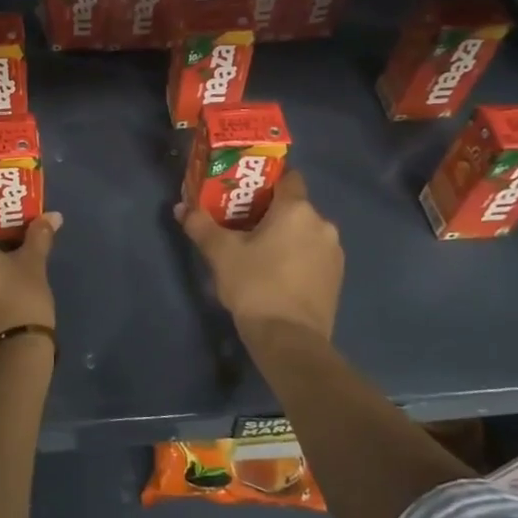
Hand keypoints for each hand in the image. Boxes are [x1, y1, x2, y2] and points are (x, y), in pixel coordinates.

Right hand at [178, 171, 342, 353]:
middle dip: (271, 212)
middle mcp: (322, 224)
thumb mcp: (221, 253)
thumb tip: (181, 207)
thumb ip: (201, 225)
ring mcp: (334, 253)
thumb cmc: (256, 284)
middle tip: (242, 223)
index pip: (288, 177)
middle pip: (295, 206)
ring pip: (305, 232)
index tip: (245, 191)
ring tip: (257, 252)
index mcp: (297, 210)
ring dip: (285, 236)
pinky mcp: (337, 278)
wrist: (290, 340)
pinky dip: (296, 257)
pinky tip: (276, 274)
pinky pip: (313, 255)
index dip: (267, 180)